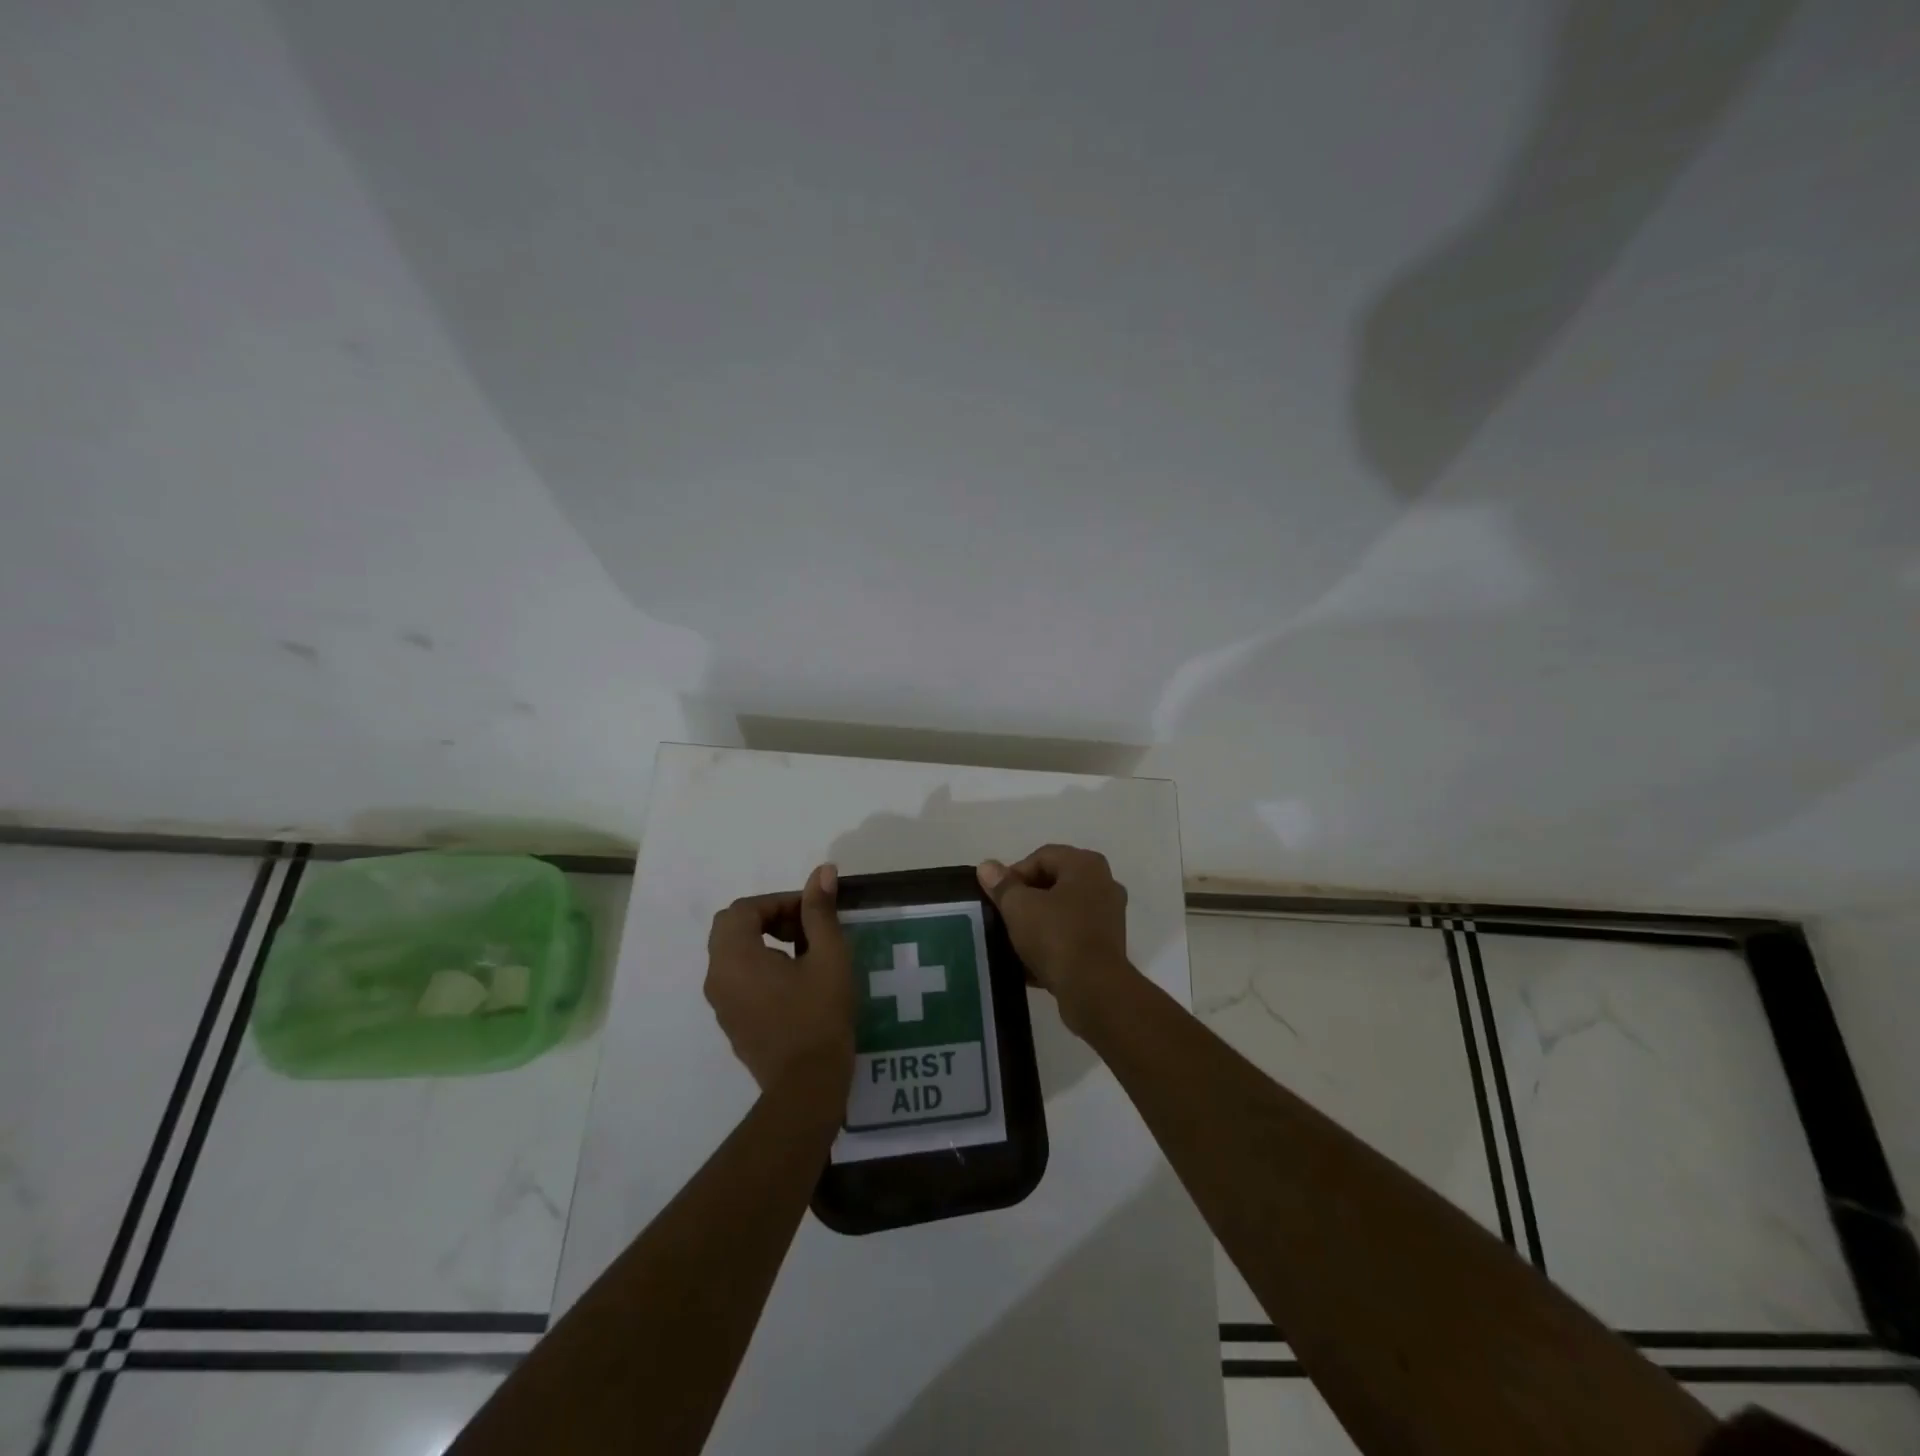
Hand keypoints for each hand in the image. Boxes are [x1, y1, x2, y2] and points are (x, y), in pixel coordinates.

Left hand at [705, 864, 854, 1096]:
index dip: (781, 902)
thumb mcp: (828, 956)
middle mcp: (717, 976)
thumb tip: (822, 871)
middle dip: (769, 918)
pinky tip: (796, 983)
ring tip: (805, 954)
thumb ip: (820, 911)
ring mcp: (720, 1003)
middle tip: (805, 930)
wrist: (807, 1086)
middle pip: (732, 927)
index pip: (746, 908)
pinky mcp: (731, 1022)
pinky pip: (737, 979)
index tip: (813, 913)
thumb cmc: (819, 1015)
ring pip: (733, 953)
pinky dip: (760, 966)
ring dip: (764, 941)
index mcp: (734, 956)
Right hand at [977, 845, 1131, 1033]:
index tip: (997, 898)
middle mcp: (1103, 884)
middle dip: (1026, 899)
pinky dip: (1052, 945)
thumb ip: (1002, 885)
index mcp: (1086, 865)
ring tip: (1014, 941)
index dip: (1014, 874)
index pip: (1042, 857)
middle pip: (1053, 883)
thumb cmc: (1056, 936)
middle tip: (1003, 917)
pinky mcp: (1107, 947)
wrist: (1093, 990)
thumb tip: (987, 867)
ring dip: (1038, 924)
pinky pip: (1072, 937)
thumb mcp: (1019, 906)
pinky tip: (1030, 963)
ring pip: (1063, 913)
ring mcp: (1108, 917)